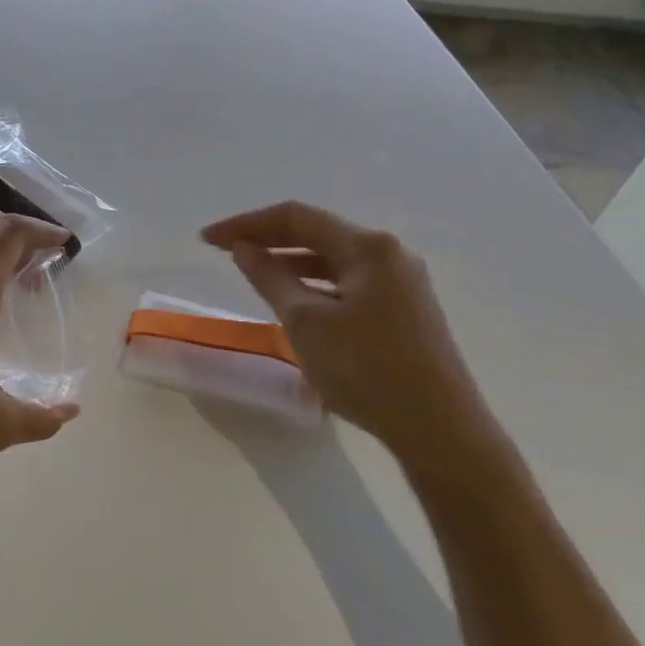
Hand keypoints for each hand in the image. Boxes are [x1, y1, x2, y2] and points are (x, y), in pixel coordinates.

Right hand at [202, 201, 495, 463]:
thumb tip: (243, 248)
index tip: (207, 240)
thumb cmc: (365, 368)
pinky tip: (293, 300)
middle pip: (317, 234)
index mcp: (369, 247)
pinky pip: (347, 283)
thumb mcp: (305, 322)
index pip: (296, 218)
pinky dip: (314, 285)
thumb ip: (270, 278)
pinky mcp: (403, 309)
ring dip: (290, 262)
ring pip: (333, 260)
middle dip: (267, 239)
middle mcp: (389, 254)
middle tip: (222, 251)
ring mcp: (401, 282)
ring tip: (252, 273)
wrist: (437, 427)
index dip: (247, 224)